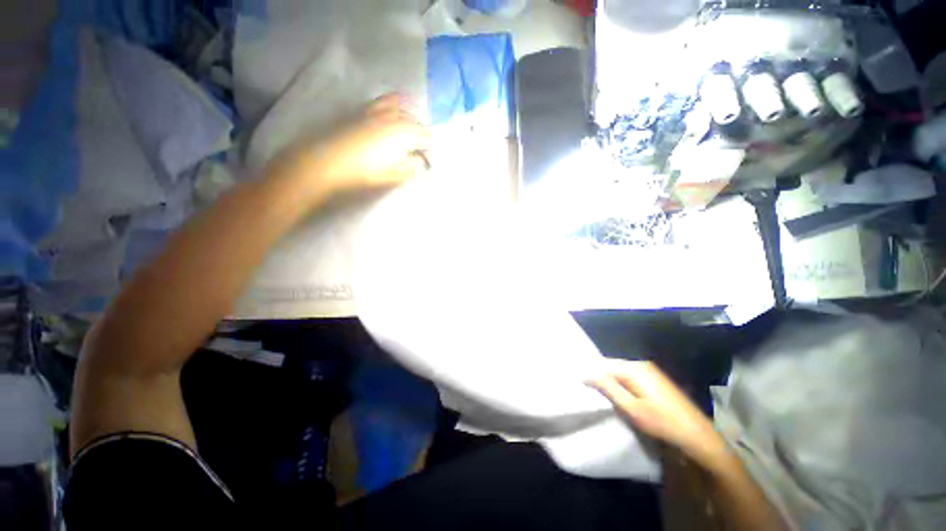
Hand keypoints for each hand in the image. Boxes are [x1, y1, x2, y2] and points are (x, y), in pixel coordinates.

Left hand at [280, 93, 431, 194]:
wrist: (328, 160)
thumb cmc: (365, 171)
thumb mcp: (394, 175)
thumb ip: (412, 168)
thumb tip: (421, 163)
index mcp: (406, 134)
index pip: (427, 139)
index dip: (430, 152)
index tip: (427, 164)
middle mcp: (396, 117)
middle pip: (418, 124)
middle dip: (422, 138)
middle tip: (419, 155)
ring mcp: (380, 111)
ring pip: (404, 110)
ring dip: (411, 121)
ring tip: (410, 135)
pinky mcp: (366, 110)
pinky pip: (387, 100)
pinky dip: (396, 103)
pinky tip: (398, 106)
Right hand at [589, 360, 728, 467]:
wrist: (697, 435)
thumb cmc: (661, 422)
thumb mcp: (631, 407)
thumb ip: (607, 387)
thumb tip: (584, 373)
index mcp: (633, 368)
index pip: (603, 364)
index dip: (591, 375)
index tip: (582, 387)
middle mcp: (640, 364)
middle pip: (612, 367)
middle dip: (602, 379)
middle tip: (593, 395)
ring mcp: (650, 371)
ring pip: (621, 373)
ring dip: (612, 383)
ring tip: (605, 398)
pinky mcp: (655, 380)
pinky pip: (631, 378)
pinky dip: (623, 386)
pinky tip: (622, 399)